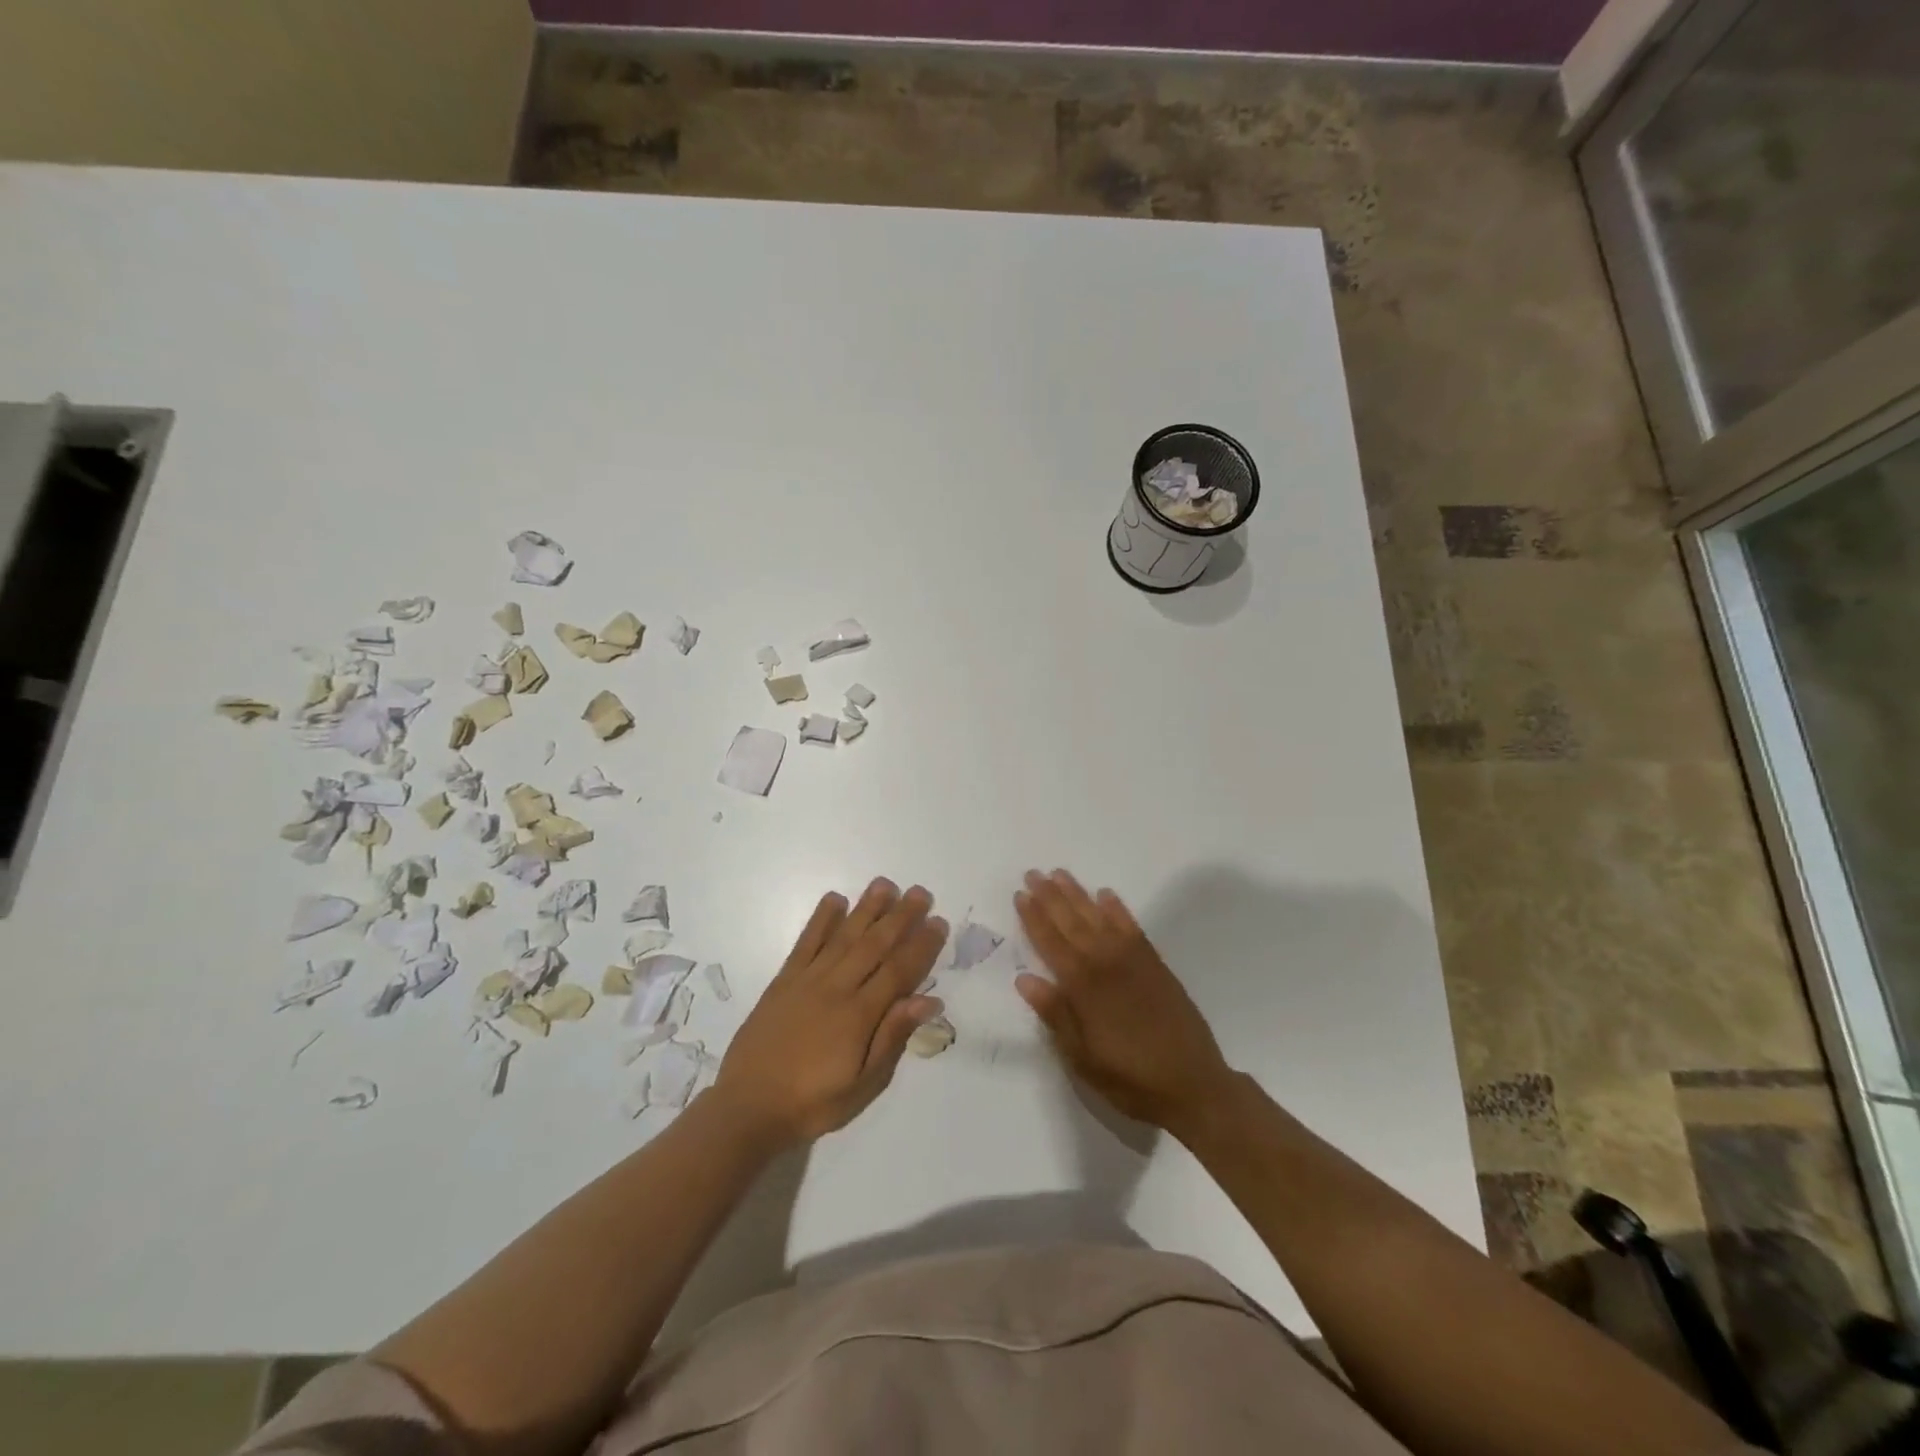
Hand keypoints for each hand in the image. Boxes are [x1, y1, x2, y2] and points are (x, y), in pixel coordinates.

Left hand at [714, 879, 947, 1147]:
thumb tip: (927, 1000)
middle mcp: (836, 989)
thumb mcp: (863, 1085)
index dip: (921, 946)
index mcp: (859, 1016)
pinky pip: (805, 942)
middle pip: (874, 945)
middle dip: (900, 917)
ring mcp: (807, 980)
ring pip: (843, 936)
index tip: (938, 922)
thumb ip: (892, 1038)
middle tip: (920, 892)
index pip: (898, 972)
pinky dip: (821, 919)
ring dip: (866, 909)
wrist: (747, 1107)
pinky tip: (835, 899)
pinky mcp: (783, 980)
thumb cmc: (813, 1103)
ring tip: (884, 884)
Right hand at [1014, 869, 1233, 1136]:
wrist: (1193, 1084)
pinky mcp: (1155, 964)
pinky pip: (1131, 927)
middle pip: (1072, 922)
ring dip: (1078, 895)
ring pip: (1099, 918)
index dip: (1034, 918)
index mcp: (1083, 987)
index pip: (1050, 943)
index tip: (1020, 894)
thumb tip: (1025, 979)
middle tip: (1033, 873)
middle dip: (1050, 897)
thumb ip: (1055, 1014)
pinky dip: (1117, 909)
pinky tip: (1106, 895)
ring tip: (1060, 874)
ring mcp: (1133, 960)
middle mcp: (1105, 964)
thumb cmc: (1129, 1078)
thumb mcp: (1081, 1057)